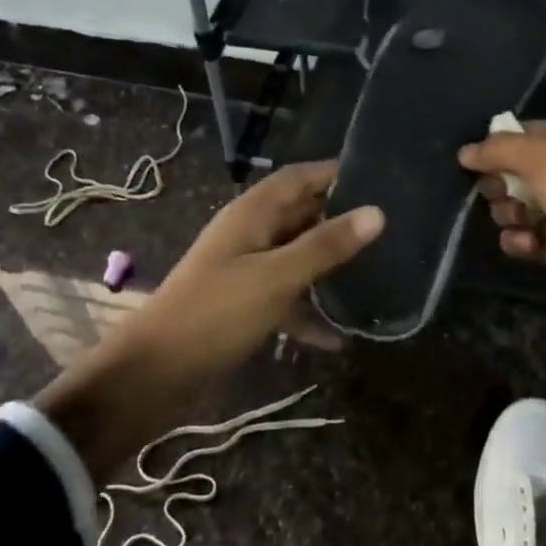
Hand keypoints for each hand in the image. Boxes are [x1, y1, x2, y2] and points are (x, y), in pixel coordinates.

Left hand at [33, 161, 382, 477]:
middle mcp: (250, 234)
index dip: (334, 173)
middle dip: (339, 219)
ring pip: (296, 256)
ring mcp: (246, 270)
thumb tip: (377, 212)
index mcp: (252, 214)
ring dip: (328, 266)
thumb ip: (326, 245)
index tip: (379, 178)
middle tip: (389, 228)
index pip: (298, 178)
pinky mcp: (244, 304)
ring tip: (375, 274)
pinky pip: (286, 297)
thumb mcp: (277, 277)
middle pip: (300, 215)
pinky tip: (339, 338)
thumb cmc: (216, 312)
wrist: (155, 373)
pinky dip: (308, 311)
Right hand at [458, 120, 545, 381]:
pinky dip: (519, 241)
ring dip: (507, 215)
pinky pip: (523, 239)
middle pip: (508, 173)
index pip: (514, 135)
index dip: (492, 148)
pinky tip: (527, 244)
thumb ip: (498, 150)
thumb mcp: (542, 157)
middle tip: (503, 194)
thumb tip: (465, 152)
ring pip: (512, 207)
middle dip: (497, 185)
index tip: (474, 164)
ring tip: (521, 221)